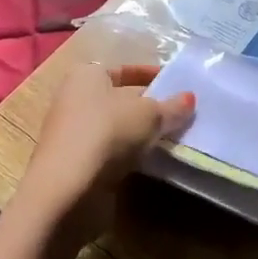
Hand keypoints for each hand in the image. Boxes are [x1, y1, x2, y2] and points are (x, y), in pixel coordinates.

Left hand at [18, 62, 194, 244]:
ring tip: (173, 137)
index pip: (124, 70)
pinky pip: (111, 151)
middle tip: (180, 114)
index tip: (177, 86)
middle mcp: (74, 99)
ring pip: (116, 127)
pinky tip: (152, 159)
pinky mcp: (75, 164)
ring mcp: (72, 133)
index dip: (152, 75)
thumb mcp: (149, 115)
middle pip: (120, 98)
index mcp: (86, 75)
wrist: (67, 189)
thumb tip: (190, 98)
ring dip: (141, 132)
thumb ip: (172, 106)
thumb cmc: (107, 133)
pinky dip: (130, 153)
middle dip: (149, 106)